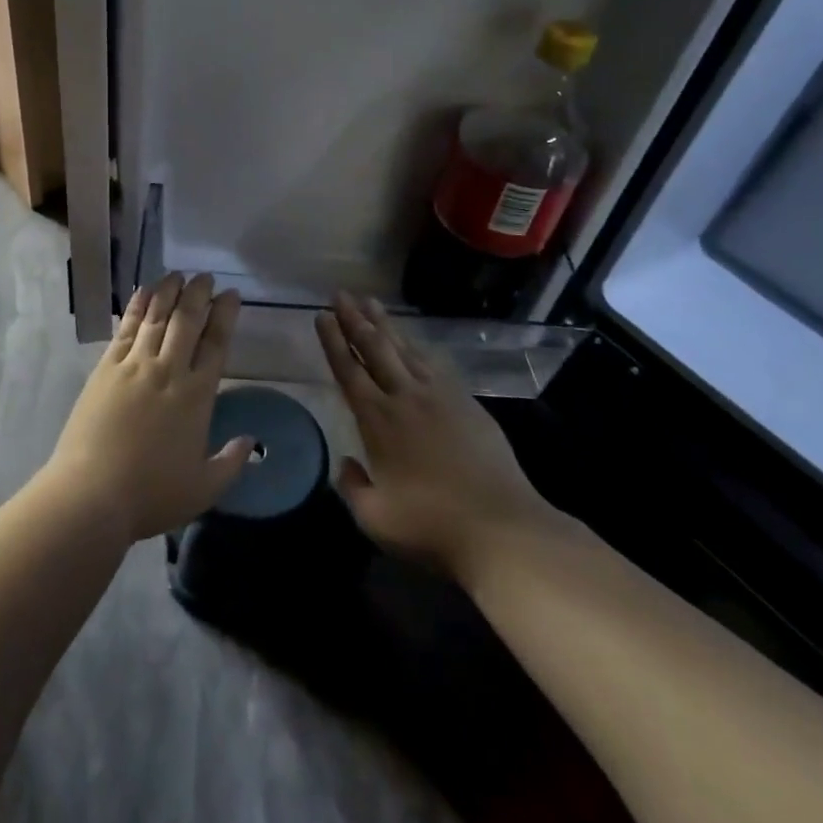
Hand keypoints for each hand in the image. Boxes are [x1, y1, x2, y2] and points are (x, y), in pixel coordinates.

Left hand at [46, 273, 251, 544]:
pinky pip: (126, 330)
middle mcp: (168, 371)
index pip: (216, 343)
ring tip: (178, 274)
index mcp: (197, 395)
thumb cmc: (151, 494)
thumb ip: (230, 462)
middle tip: (206, 277)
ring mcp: (134, 366)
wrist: (91, 495)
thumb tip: (251, 441)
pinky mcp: (106, 369)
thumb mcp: (203, 489)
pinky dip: (137, 307)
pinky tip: (143, 293)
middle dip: (199, 294)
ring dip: (169, 292)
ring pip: (156, 318)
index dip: (225, 316)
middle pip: (187, 321)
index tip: (231, 295)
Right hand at [316, 292, 562, 582]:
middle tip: (340, 294)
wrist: (501, 528)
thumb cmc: (431, 526)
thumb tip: (346, 465)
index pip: (349, 370)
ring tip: (371, 302)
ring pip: (406, 349)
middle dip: (354, 319)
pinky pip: (434, 364)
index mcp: (378, 420)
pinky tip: (413, 342)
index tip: (321, 316)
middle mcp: (406, 398)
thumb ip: (353, 487)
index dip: (333, 341)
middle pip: (375, 348)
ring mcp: (440, 396)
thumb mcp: (375, 518)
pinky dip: (417, 347)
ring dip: (385, 324)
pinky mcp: (468, 403)